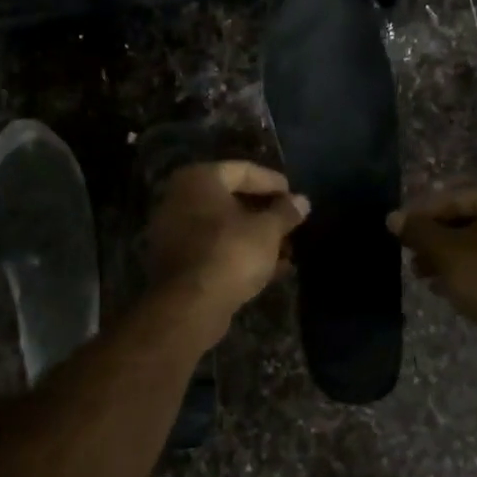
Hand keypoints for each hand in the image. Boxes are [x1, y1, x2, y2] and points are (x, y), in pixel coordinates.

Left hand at [148, 162, 309, 347]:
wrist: (190, 305)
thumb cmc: (231, 253)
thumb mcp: (267, 230)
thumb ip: (285, 212)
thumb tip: (302, 201)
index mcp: (198, 180)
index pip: (242, 170)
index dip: (272, 182)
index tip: (294, 195)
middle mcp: (179, 199)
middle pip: (230, 200)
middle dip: (264, 213)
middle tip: (291, 223)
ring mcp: (174, 232)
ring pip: (223, 228)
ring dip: (255, 237)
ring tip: (287, 249)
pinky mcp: (177, 262)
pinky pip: (214, 249)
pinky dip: (239, 254)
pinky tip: (271, 269)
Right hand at [388, 180, 476, 338]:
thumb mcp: (446, 252)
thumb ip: (418, 231)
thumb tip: (393, 218)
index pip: (452, 197)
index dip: (419, 215)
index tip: (396, 231)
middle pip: (468, 217)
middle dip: (435, 238)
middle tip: (410, 256)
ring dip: (449, 256)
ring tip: (423, 274)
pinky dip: (471, 267)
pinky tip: (447, 286)